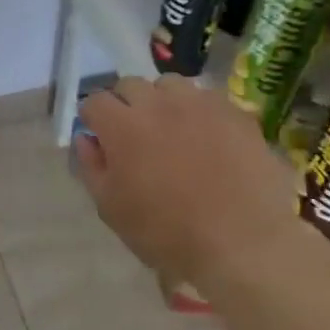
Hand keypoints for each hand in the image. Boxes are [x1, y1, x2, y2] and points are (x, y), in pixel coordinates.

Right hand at [74, 75, 302, 290]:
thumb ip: (91, 167)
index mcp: (122, 126)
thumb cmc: (167, 233)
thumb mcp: (112, 209)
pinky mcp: (235, 113)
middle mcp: (158, 104)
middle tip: (135, 135)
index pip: (94, 101)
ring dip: (163, 101)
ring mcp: (200, 104)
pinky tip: (208, 138)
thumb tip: (86, 139)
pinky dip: (200, 112)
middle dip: (125, 105)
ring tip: (173, 129)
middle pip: (130, 85)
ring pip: (171, 85)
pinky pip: (209, 99)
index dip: (93, 118)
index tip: (100, 138)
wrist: (243, 244)